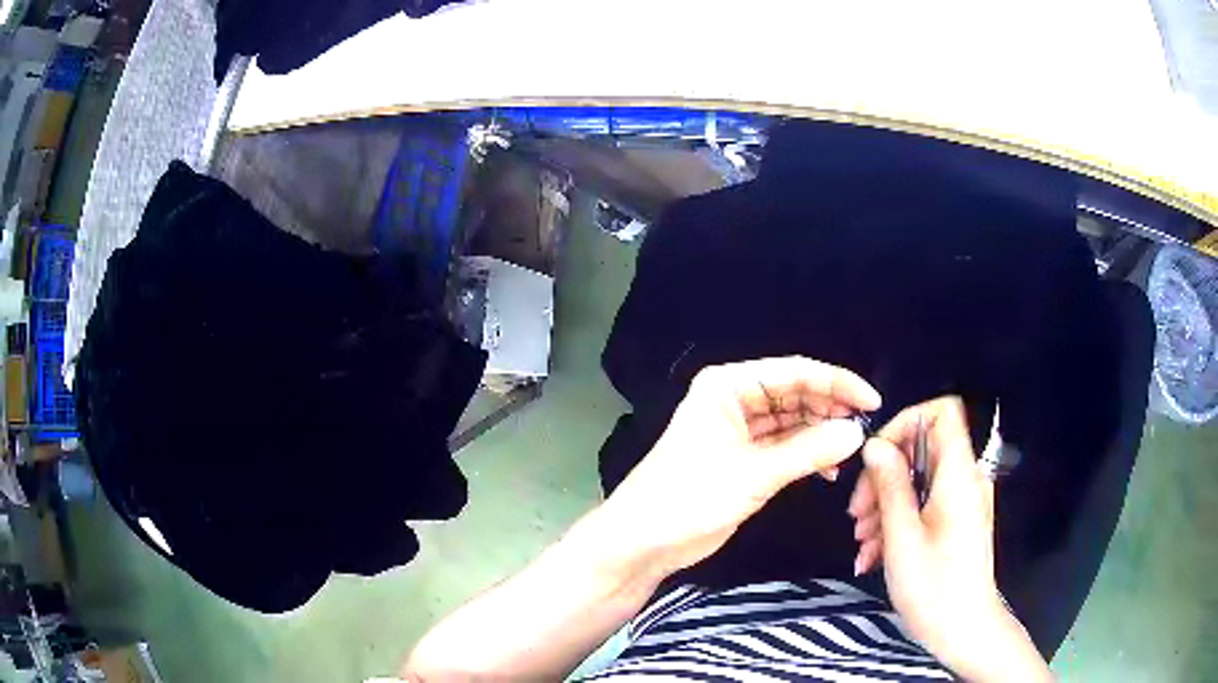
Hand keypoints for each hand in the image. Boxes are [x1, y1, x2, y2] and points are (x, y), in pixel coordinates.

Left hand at [597, 356, 880, 580]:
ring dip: (822, 434)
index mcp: (728, 386)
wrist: (644, 541)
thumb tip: (856, 433)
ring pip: (794, 421)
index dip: (836, 382)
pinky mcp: (745, 459)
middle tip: (865, 429)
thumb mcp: (753, 474)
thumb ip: (808, 452)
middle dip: (831, 409)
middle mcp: (735, 400)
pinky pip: (786, 447)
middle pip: (796, 393)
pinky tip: (829, 470)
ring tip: (850, 452)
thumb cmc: (688, 498)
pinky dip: (808, 455)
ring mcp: (740, 430)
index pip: (794, 371)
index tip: (872, 401)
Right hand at [849, 397, 1049, 681]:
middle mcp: (965, 480)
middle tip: (857, 513)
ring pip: (920, 481)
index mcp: (958, 474)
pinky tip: (873, 554)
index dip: (906, 423)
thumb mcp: (902, 537)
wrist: (963, 630)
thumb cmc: (933, 586)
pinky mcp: (957, 523)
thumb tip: (875, 446)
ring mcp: (962, 502)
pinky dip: (899, 522)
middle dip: (885, 476)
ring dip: (886, 505)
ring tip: (862, 541)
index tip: (877, 458)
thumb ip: (890, 485)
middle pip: (924, 449)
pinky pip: (926, 506)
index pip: (942, 412)